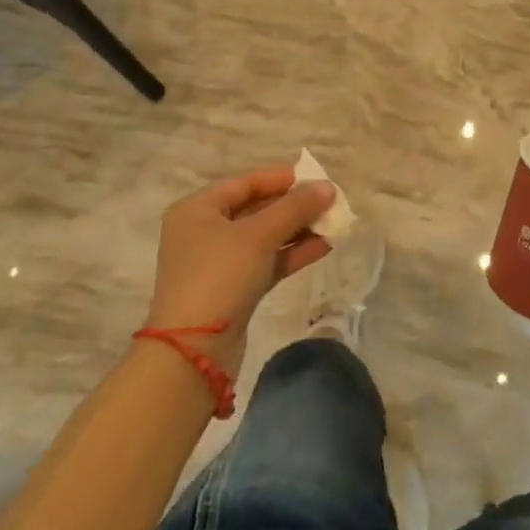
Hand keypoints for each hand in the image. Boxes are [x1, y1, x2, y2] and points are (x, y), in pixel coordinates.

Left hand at [145, 165, 336, 376]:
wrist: (194, 352)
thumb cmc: (220, 276)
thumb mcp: (259, 235)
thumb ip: (295, 207)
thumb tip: (327, 187)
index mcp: (198, 209)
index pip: (247, 183)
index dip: (283, 178)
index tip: (318, 177)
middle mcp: (204, 231)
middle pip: (257, 208)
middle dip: (294, 206)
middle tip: (330, 202)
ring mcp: (218, 262)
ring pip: (265, 237)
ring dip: (298, 229)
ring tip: (334, 223)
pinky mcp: (233, 289)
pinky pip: (267, 262)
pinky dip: (292, 253)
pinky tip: (324, 246)